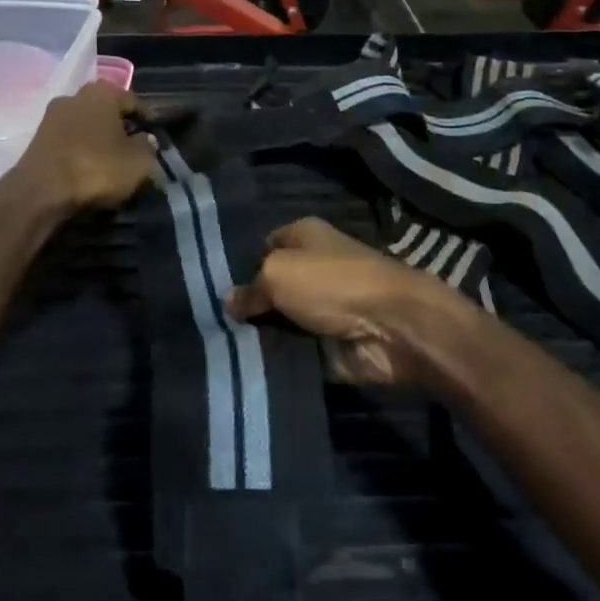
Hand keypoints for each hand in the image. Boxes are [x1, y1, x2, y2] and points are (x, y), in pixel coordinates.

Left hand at [8, 82, 155, 215]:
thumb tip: (145, 139)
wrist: (40, 192)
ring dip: (98, 137)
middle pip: (107, 109)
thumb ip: (148, 147)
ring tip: (111, 158)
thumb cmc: (96, 169)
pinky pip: (69, 138)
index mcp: (103, 93)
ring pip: (86, 123)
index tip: (155, 135)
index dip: (147, 119)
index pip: (133, 101)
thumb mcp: (138, 163)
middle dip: (120, 126)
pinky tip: (88, 165)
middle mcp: (75, 95)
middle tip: (133, 146)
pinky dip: (81, 148)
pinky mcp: (37, 137)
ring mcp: (52, 115)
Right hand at [226, 218, 478, 387]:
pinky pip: (293, 348)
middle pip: (269, 286)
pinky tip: (247, 365)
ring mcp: (321, 306)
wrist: (391, 326)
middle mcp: (312, 266)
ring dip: (259, 334)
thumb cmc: (332, 283)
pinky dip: (278, 356)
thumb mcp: (277, 273)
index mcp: (303, 235)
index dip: (239, 264)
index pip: (261, 246)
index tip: (209, 286)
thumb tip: (228, 302)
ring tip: (220, 347)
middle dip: (245, 304)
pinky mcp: (328, 341)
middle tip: (208, 321)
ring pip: (278, 319)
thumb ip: (250, 288)